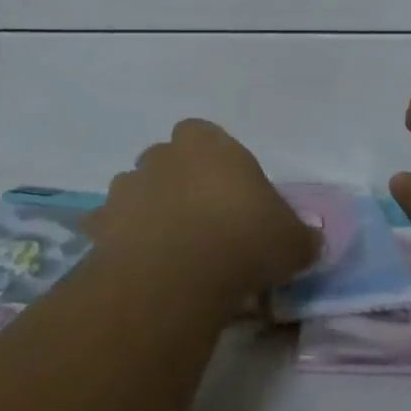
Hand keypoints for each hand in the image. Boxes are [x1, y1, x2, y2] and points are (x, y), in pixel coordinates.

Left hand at [88, 119, 317, 301]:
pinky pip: (110, 227)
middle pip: (167, 160)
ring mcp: (125, 188)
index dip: (215, 162)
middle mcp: (161, 156)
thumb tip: (312, 242)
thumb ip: (301, 236)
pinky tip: (140, 267)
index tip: (229, 194)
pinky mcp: (99, 224)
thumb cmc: (243, 240)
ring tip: (169, 249)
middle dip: (178, 182)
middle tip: (200, 222)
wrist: (176, 276)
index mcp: (206, 144)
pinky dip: (121, 241)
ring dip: (148, 210)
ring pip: (136, 191)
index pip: (205, 135)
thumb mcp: (292, 242)